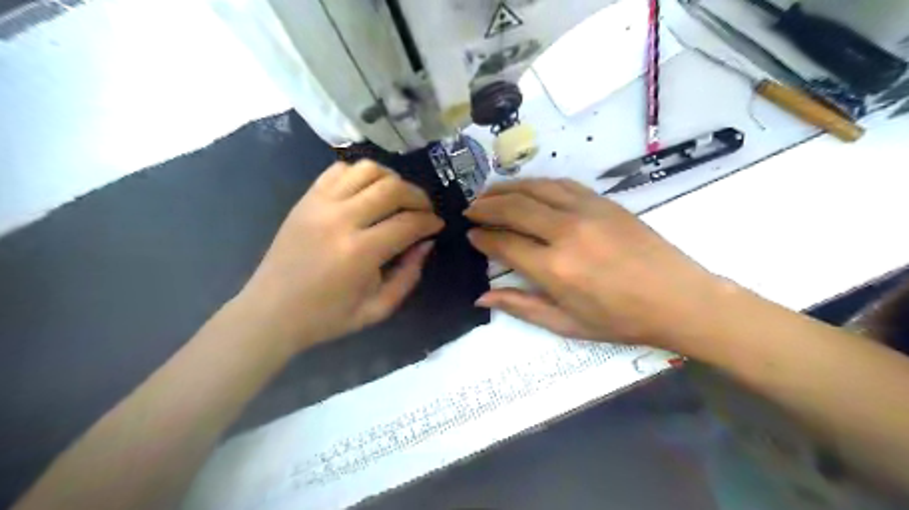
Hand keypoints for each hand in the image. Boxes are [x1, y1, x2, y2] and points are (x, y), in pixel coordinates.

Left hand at [237, 160, 443, 352]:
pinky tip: (367, 192)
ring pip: (367, 169)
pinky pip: (339, 170)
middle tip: (424, 209)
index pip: (408, 222)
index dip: (430, 221)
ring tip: (398, 197)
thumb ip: (409, 276)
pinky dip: (360, 174)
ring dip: (391, 179)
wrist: (271, 312)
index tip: (437, 225)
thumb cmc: (327, 317)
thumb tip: (425, 243)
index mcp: (360, 252)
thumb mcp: (378, 309)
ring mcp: (320, 204)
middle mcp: (341, 219)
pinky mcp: (306, 199)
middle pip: (392, 187)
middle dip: (418, 195)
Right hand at [468, 178, 716, 349]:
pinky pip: (561, 184)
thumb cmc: (620, 320)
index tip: (470, 234)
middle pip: (514, 208)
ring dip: (506, 189)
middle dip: (485, 206)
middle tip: (470, 209)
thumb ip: (521, 306)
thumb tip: (482, 295)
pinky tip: (526, 187)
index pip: (504, 244)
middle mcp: (565, 232)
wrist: (677, 298)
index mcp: (554, 269)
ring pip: (534, 189)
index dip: (482, 237)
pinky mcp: (603, 201)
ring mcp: (586, 211)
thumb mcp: (566, 324)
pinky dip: (537, 183)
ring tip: (488, 193)